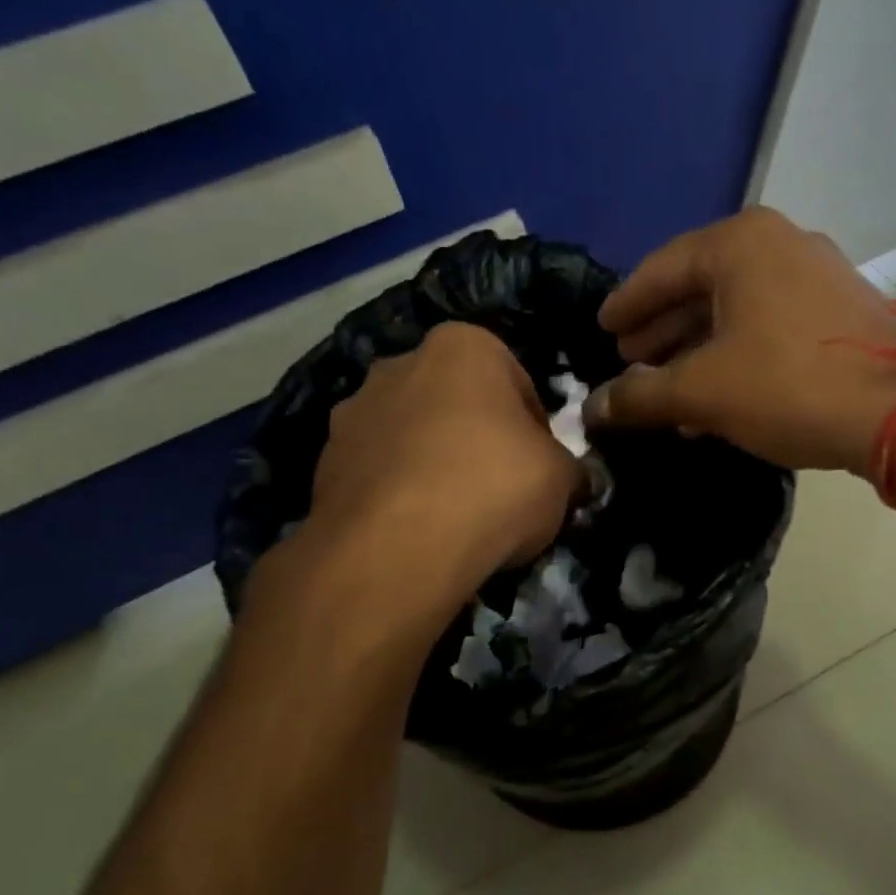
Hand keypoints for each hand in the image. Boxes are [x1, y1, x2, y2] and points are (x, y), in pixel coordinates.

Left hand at [278, 323, 583, 597]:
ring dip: (433, 463)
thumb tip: (572, 478)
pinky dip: (398, 494)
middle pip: (457, 403)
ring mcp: (353, 412)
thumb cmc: (495, 487)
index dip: (536, 429)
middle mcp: (400, 364)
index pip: (517, 382)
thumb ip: (569, 467)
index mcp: (463, 347)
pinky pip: (378, 473)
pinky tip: (416, 532)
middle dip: (477, 437)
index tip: (541, 467)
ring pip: (412, 435)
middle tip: (499, 489)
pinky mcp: (323, 463)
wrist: (398, 548)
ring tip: (454, 517)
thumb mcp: (562, 478)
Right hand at [587, 207, 895, 472]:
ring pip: (736, 310)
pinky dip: (735, 354)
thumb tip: (592, 409)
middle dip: (661, 329)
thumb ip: (641, 396)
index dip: (627, 304)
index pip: (662, 269)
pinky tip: (715, 395)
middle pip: (700, 287)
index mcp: (741, 243)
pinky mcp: (840, 310)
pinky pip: (768, 325)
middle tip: (628, 359)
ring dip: (696, 349)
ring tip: (664, 386)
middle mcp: (780, 244)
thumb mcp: (703, 391)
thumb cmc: (788, 386)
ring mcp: (816, 274)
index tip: (602, 328)